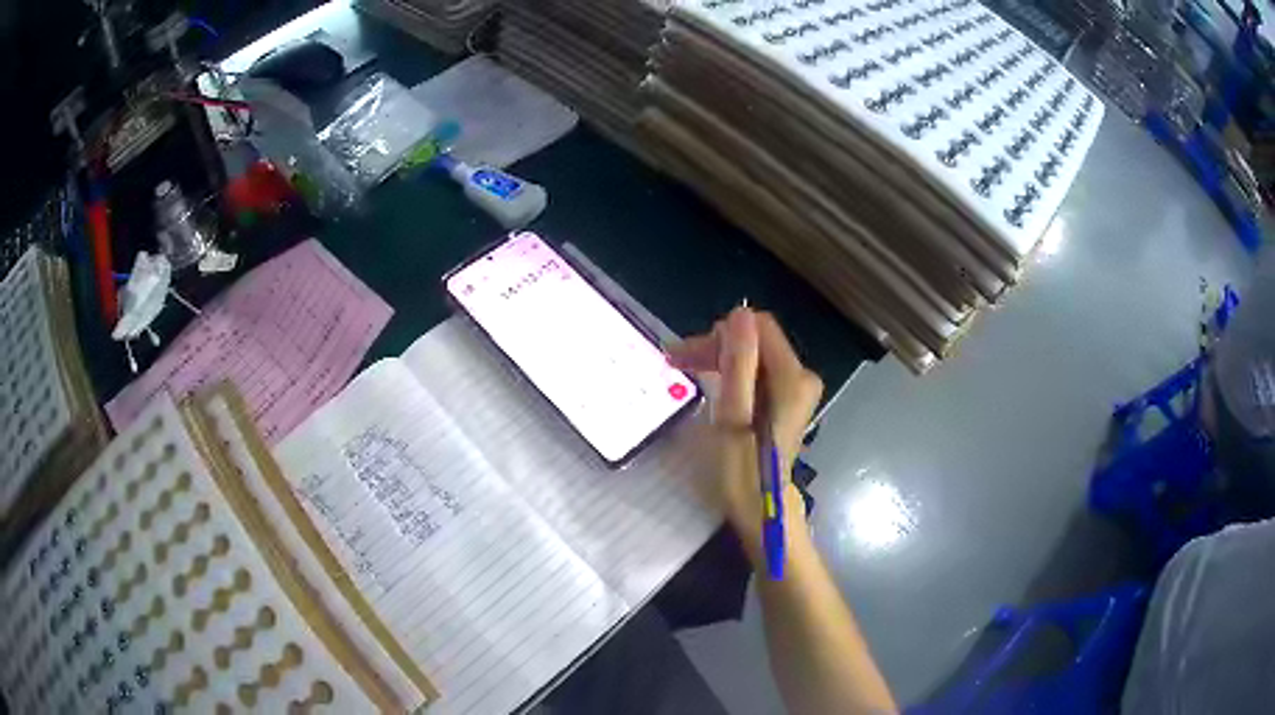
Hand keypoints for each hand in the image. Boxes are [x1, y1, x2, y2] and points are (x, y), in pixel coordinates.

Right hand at [667, 307, 822, 564]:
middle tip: (676, 362)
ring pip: (754, 356)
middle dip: (715, 347)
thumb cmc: (742, 469)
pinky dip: (731, 374)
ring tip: (684, 370)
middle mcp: (801, 376)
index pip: (758, 326)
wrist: (761, 511)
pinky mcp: (787, 402)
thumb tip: (740, 314)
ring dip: (719, 359)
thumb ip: (739, 363)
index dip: (719, 334)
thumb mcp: (733, 414)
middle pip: (756, 340)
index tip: (686, 355)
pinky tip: (709, 385)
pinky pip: (758, 373)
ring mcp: (796, 390)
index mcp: (792, 377)